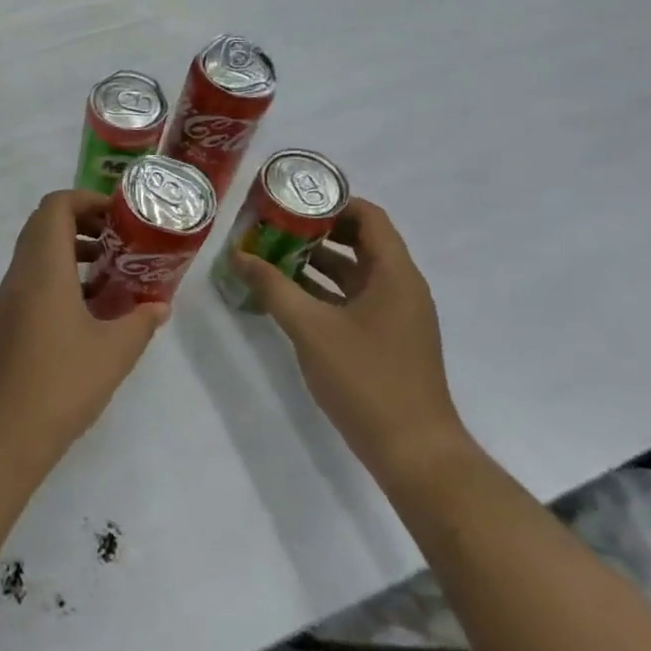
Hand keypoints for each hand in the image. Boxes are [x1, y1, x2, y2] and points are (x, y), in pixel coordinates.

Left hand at [0, 190, 170, 474]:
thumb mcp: (114, 352)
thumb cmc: (62, 383)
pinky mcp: (2, 322)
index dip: (86, 200)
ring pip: (35, 254)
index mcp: (43, 269)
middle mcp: (19, 274)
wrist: (3, 432)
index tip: (119, 217)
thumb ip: (140, 322)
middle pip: (43, 225)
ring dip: (70, 253)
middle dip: (82, 224)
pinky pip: (29, 281)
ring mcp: (6, 299)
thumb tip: (159, 306)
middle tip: (118, 242)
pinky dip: (57, 278)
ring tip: (109, 275)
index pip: (55, 207)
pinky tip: (86, 312)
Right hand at [231, 198, 468, 481]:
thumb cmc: (366, 378)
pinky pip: (351, 299)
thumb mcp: (310, 328)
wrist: (413, 451)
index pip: (369, 217)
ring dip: (314, 262)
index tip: (290, 200)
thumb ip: (272, 287)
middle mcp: (400, 287)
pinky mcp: (385, 339)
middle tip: (271, 225)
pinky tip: (285, 295)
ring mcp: (394, 315)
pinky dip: (321, 290)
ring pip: (352, 273)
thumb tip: (237, 254)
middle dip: (315, 231)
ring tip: (268, 255)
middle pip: (359, 241)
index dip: (332, 202)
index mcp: (395, 275)